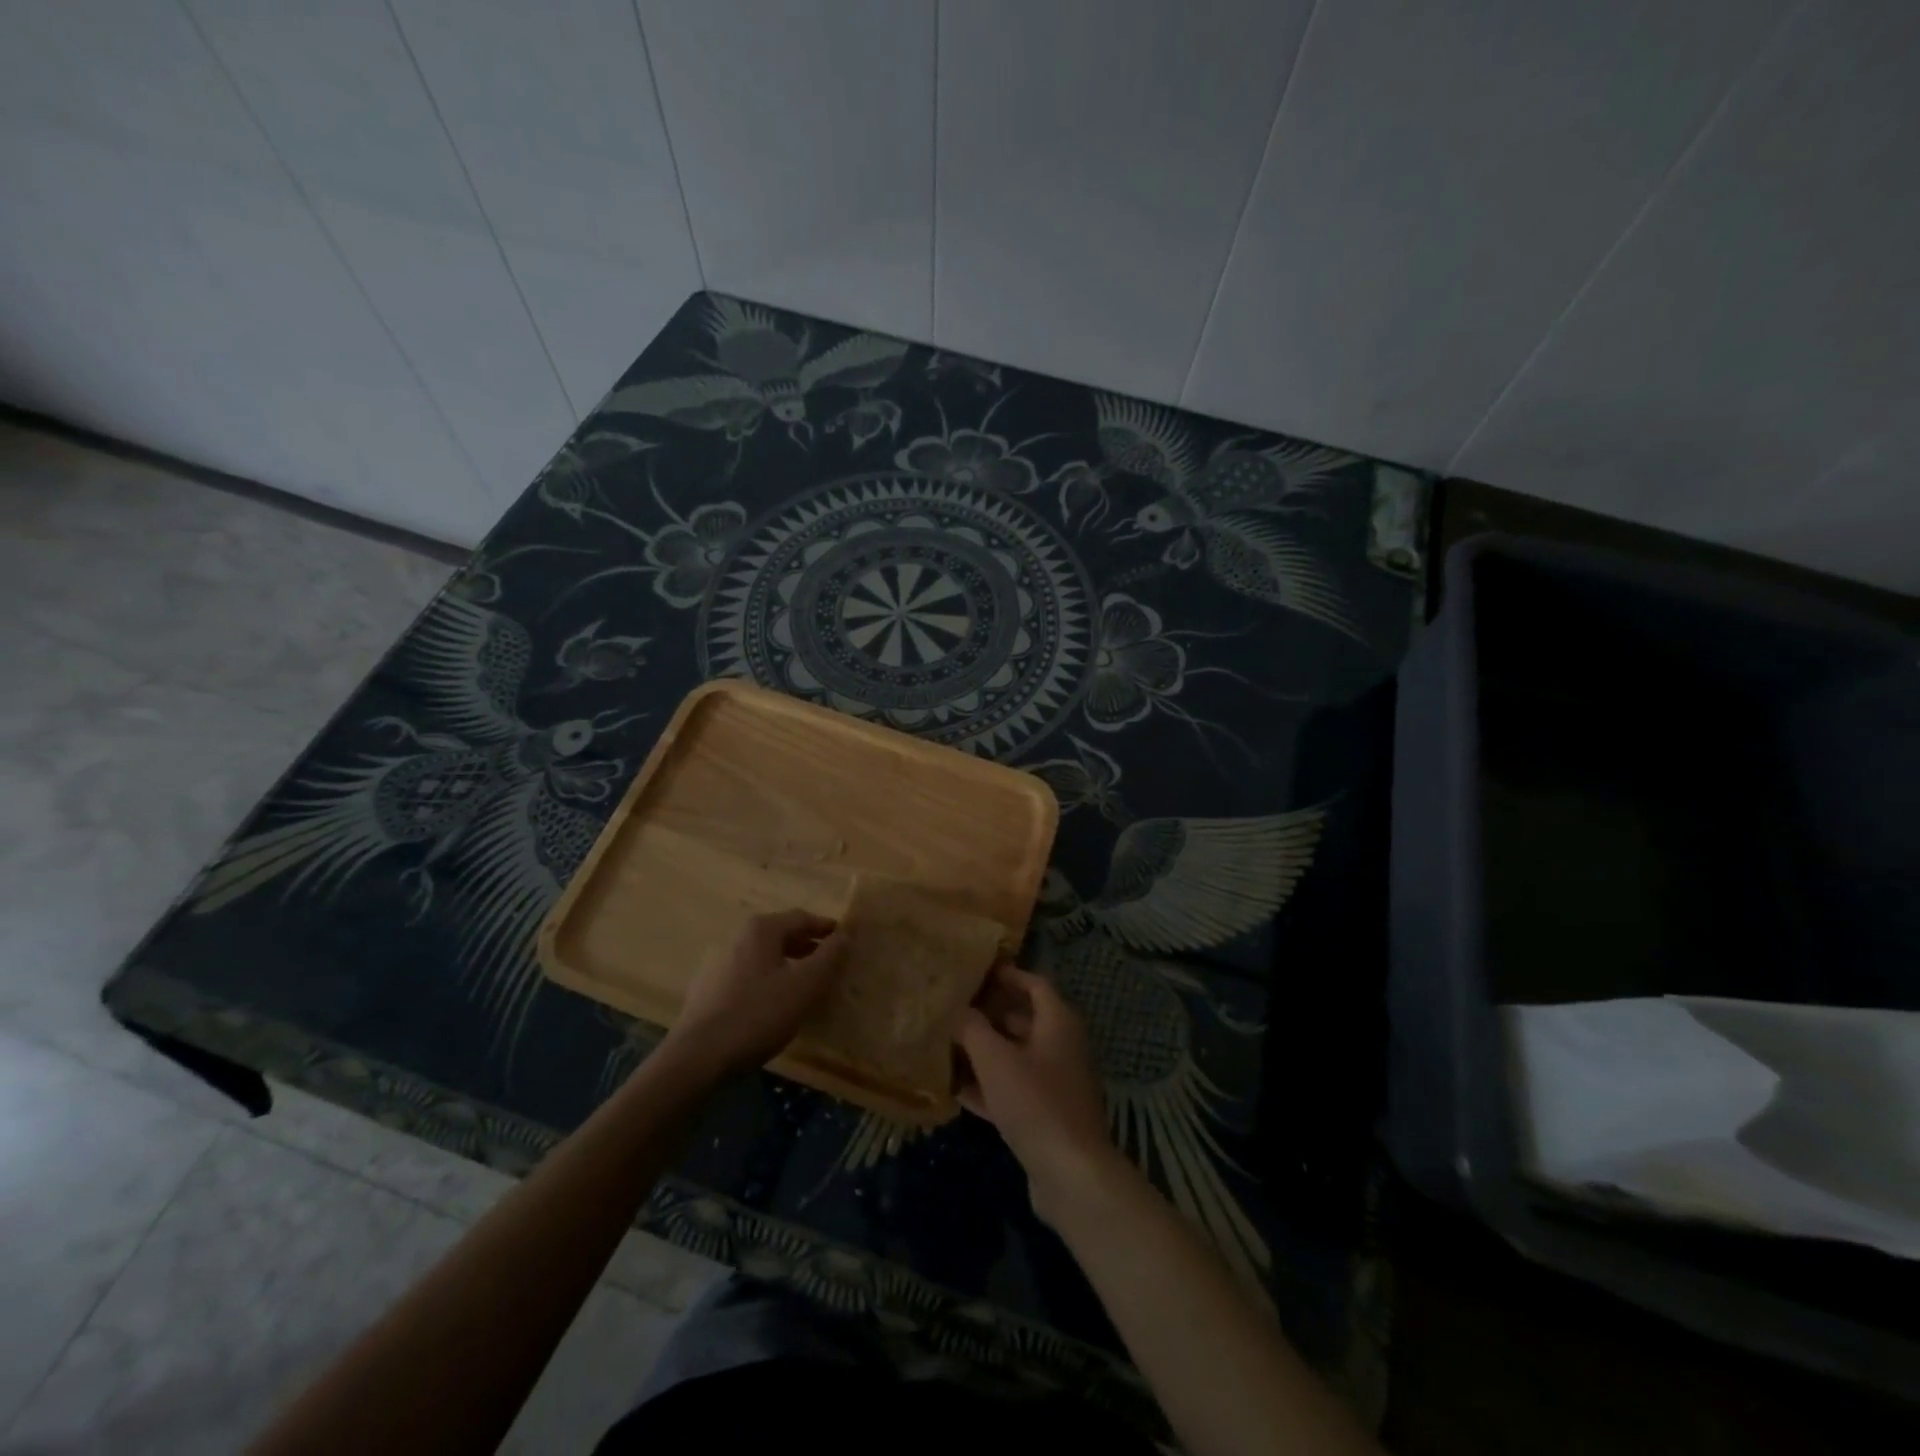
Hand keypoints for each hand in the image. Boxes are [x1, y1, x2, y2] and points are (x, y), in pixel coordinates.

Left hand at [668, 910, 846, 1076]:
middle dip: (807, 946)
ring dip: (788, 964)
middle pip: (781, 934)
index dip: (826, 928)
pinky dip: (768, 980)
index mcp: (761, 929)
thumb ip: (829, 956)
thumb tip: (846, 933)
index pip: (802, 918)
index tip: (846, 939)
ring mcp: (718, 963)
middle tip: (829, 962)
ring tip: (805, 984)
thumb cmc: (758, 1015)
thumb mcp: (805, 985)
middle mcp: (737, 937)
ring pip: (764, 956)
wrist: (698, 1057)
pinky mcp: (707, 989)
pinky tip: (774, 1003)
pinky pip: (748, 975)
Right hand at [955, 963, 1120, 1216]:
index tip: (977, 972)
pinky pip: (1014, 1089)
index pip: (1034, 984)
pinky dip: (989, 1085)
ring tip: (948, 1044)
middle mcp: (1061, 1046)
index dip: (1007, 975)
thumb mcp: (995, 1059)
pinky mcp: (1046, 1115)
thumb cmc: (1035, 1102)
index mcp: (1058, 1023)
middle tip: (954, 1008)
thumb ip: (972, 1028)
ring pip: (1016, 1057)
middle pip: (1024, 1019)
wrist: (1071, 1174)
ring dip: (985, 1051)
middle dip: (989, 1013)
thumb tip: (957, 1009)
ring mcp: (1056, 1083)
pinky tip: (956, 1089)